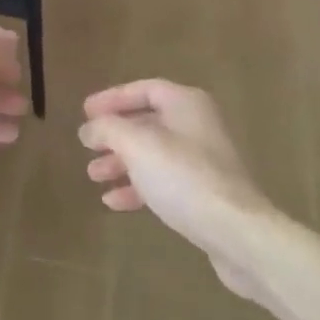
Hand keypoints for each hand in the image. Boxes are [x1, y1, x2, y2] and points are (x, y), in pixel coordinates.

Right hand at [80, 81, 275, 299]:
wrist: (234, 231)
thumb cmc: (183, 177)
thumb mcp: (137, 145)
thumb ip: (108, 129)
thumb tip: (89, 128)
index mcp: (186, 104)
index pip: (145, 89)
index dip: (113, 98)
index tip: (85, 112)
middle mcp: (197, 126)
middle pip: (148, 122)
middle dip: (114, 135)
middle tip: (87, 146)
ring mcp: (203, 161)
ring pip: (153, 154)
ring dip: (121, 162)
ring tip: (93, 175)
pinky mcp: (204, 192)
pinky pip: (163, 181)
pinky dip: (137, 186)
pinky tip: (113, 202)